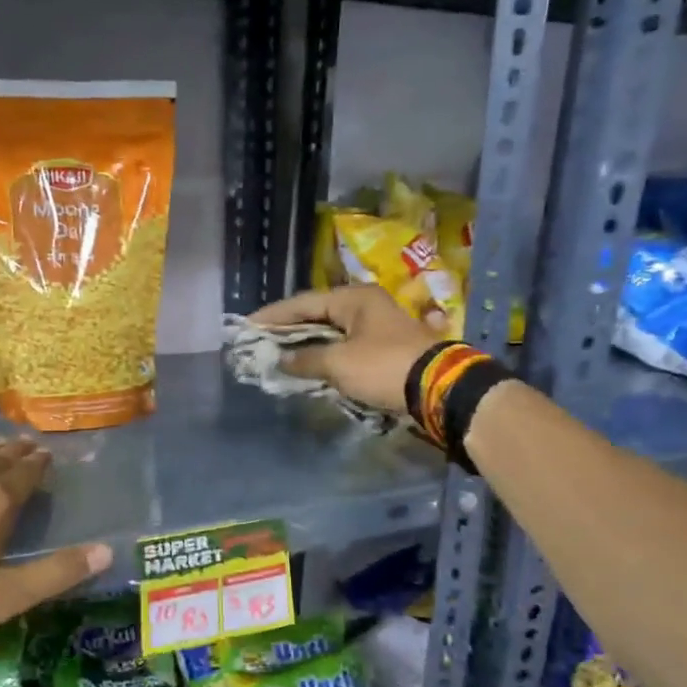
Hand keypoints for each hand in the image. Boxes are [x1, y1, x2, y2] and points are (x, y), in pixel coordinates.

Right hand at [250, 286, 440, 415]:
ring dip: (306, 345)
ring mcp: (377, 327)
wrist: (440, 388)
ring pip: (331, 333)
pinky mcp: (385, 349)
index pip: (302, 303)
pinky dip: (325, 356)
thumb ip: (305, 359)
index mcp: (353, 298)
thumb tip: (281, 360)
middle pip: (317, 315)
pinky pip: (345, 348)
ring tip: (279, 355)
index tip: (247, 326)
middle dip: (288, 330)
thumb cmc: (384, 367)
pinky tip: (309, 366)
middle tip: (260, 341)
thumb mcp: (339, 364)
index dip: (273, 316)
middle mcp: (365, 306)